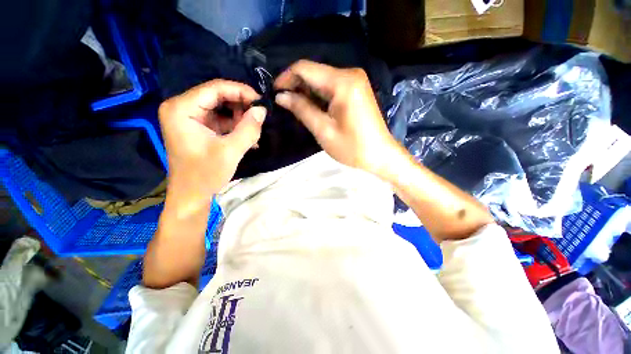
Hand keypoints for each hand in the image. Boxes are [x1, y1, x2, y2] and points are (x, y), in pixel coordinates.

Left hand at [159, 79, 265, 208]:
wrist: (191, 195)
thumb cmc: (205, 175)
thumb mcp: (230, 152)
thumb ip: (248, 129)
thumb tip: (263, 110)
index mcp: (181, 109)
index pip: (215, 88)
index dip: (241, 91)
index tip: (262, 102)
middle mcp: (182, 107)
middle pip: (218, 96)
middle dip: (242, 105)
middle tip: (260, 117)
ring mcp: (190, 117)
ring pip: (222, 107)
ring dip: (241, 117)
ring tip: (255, 130)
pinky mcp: (199, 127)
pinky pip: (221, 119)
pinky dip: (236, 125)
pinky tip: (249, 137)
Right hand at [274, 60, 398, 175]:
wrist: (380, 155)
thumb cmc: (352, 147)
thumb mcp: (323, 130)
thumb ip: (301, 109)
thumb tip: (281, 96)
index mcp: (342, 82)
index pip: (305, 68)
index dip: (286, 78)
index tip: (274, 93)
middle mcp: (349, 74)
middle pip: (314, 72)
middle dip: (296, 86)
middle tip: (284, 105)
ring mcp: (355, 81)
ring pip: (322, 79)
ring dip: (306, 92)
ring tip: (296, 109)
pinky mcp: (356, 89)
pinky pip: (331, 87)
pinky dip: (318, 96)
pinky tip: (312, 108)